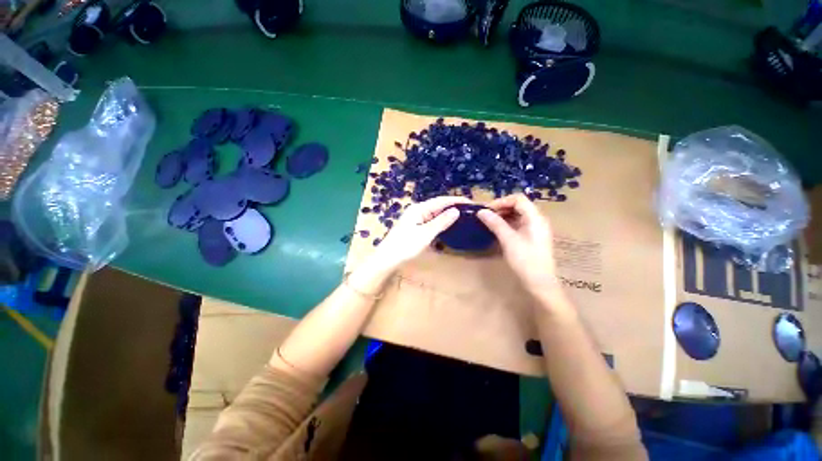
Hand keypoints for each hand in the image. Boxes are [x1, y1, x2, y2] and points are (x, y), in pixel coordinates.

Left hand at [370, 195, 469, 271]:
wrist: (387, 258)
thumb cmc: (406, 245)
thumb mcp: (425, 234)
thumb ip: (441, 222)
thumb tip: (456, 211)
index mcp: (419, 208)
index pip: (441, 201)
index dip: (456, 201)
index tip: (472, 203)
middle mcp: (417, 210)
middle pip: (438, 205)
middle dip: (453, 206)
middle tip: (470, 210)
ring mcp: (415, 218)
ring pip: (435, 213)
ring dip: (447, 214)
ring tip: (463, 216)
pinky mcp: (415, 226)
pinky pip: (431, 220)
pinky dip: (440, 221)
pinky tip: (447, 224)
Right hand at [477, 194, 560, 299]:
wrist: (539, 283)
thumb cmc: (525, 261)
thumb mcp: (508, 240)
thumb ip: (495, 223)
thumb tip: (481, 211)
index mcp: (535, 218)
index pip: (518, 199)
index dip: (501, 201)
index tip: (486, 210)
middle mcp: (537, 220)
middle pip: (518, 205)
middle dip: (501, 208)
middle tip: (485, 216)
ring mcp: (535, 228)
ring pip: (517, 215)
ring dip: (503, 215)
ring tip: (488, 222)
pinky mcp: (531, 237)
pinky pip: (518, 224)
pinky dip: (506, 223)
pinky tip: (497, 230)